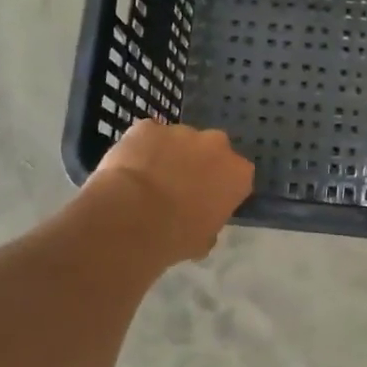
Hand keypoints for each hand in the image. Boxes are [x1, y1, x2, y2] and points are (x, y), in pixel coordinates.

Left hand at [90, 119, 253, 262]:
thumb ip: (210, 222)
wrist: (131, 217)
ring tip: (146, 181)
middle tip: (178, 187)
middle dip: (198, 163)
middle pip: (211, 149)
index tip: (206, 202)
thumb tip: (200, 221)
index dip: (220, 188)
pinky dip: (141, 148)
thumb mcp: (203, 240)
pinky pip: (147, 136)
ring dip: (168, 155)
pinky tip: (128, 169)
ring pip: (178, 140)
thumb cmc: (175, 236)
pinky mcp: (148, 126)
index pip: (237, 176)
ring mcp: (181, 131)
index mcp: (238, 174)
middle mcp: (216, 144)